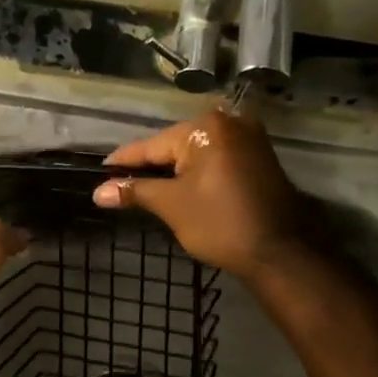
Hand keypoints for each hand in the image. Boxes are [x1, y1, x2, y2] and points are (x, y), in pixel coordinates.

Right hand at [94, 110, 306, 276]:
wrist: (279, 253)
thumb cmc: (220, 224)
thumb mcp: (171, 205)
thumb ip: (135, 191)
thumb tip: (98, 192)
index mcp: (205, 128)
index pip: (151, 146)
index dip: (123, 162)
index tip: (99, 172)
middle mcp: (229, 123)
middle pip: (173, 146)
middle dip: (148, 166)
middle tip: (119, 185)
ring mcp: (248, 138)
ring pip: (195, 153)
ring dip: (172, 171)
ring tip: (143, 189)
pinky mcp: (258, 157)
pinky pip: (215, 159)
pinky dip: (195, 173)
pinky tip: (178, 188)